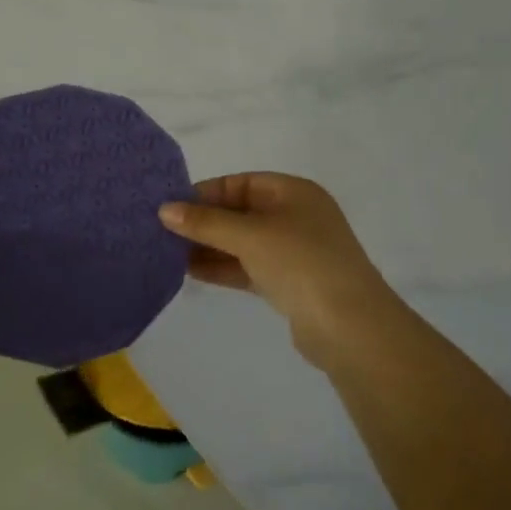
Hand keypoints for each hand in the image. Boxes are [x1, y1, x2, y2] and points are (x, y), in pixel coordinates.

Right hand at [159, 173, 396, 369]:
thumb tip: (165, 210)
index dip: (205, 192)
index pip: (240, 183)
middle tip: (161, 230)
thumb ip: (206, 222)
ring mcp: (293, 252)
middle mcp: (294, 216)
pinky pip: (247, 267)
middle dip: (203, 221)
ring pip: (241, 242)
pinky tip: (189, 271)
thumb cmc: (300, 262)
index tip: (169, 205)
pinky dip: (221, 267)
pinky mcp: (288, 283)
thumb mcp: (250, 235)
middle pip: (240, 212)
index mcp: (293, 192)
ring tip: (166, 252)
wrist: (349, 326)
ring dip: (208, 246)